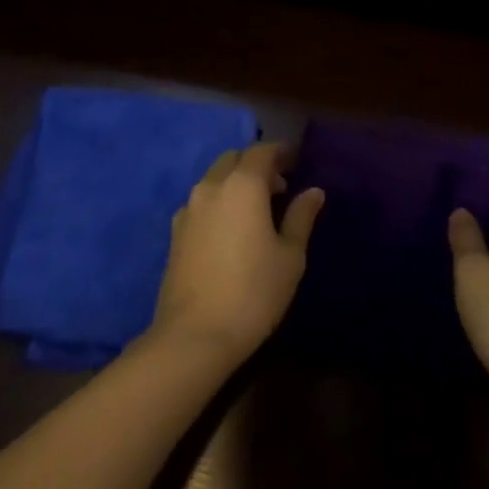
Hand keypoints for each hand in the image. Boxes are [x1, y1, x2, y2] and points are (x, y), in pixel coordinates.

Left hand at [151, 143, 323, 365]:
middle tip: (279, 186)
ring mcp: (188, 210)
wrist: (194, 336)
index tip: (296, 161)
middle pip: (234, 159)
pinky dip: (218, 202)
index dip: (280, 152)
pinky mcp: (174, 233)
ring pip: (214, 179)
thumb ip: (301, 217)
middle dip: (256, 164)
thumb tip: (313, 191)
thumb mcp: (290, 255)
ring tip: (256, 209)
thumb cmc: (254, 292)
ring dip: (235, 182)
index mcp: (243, 185)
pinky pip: (201, 202)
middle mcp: (211, 187)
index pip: (262, 151)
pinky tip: (230, 229)